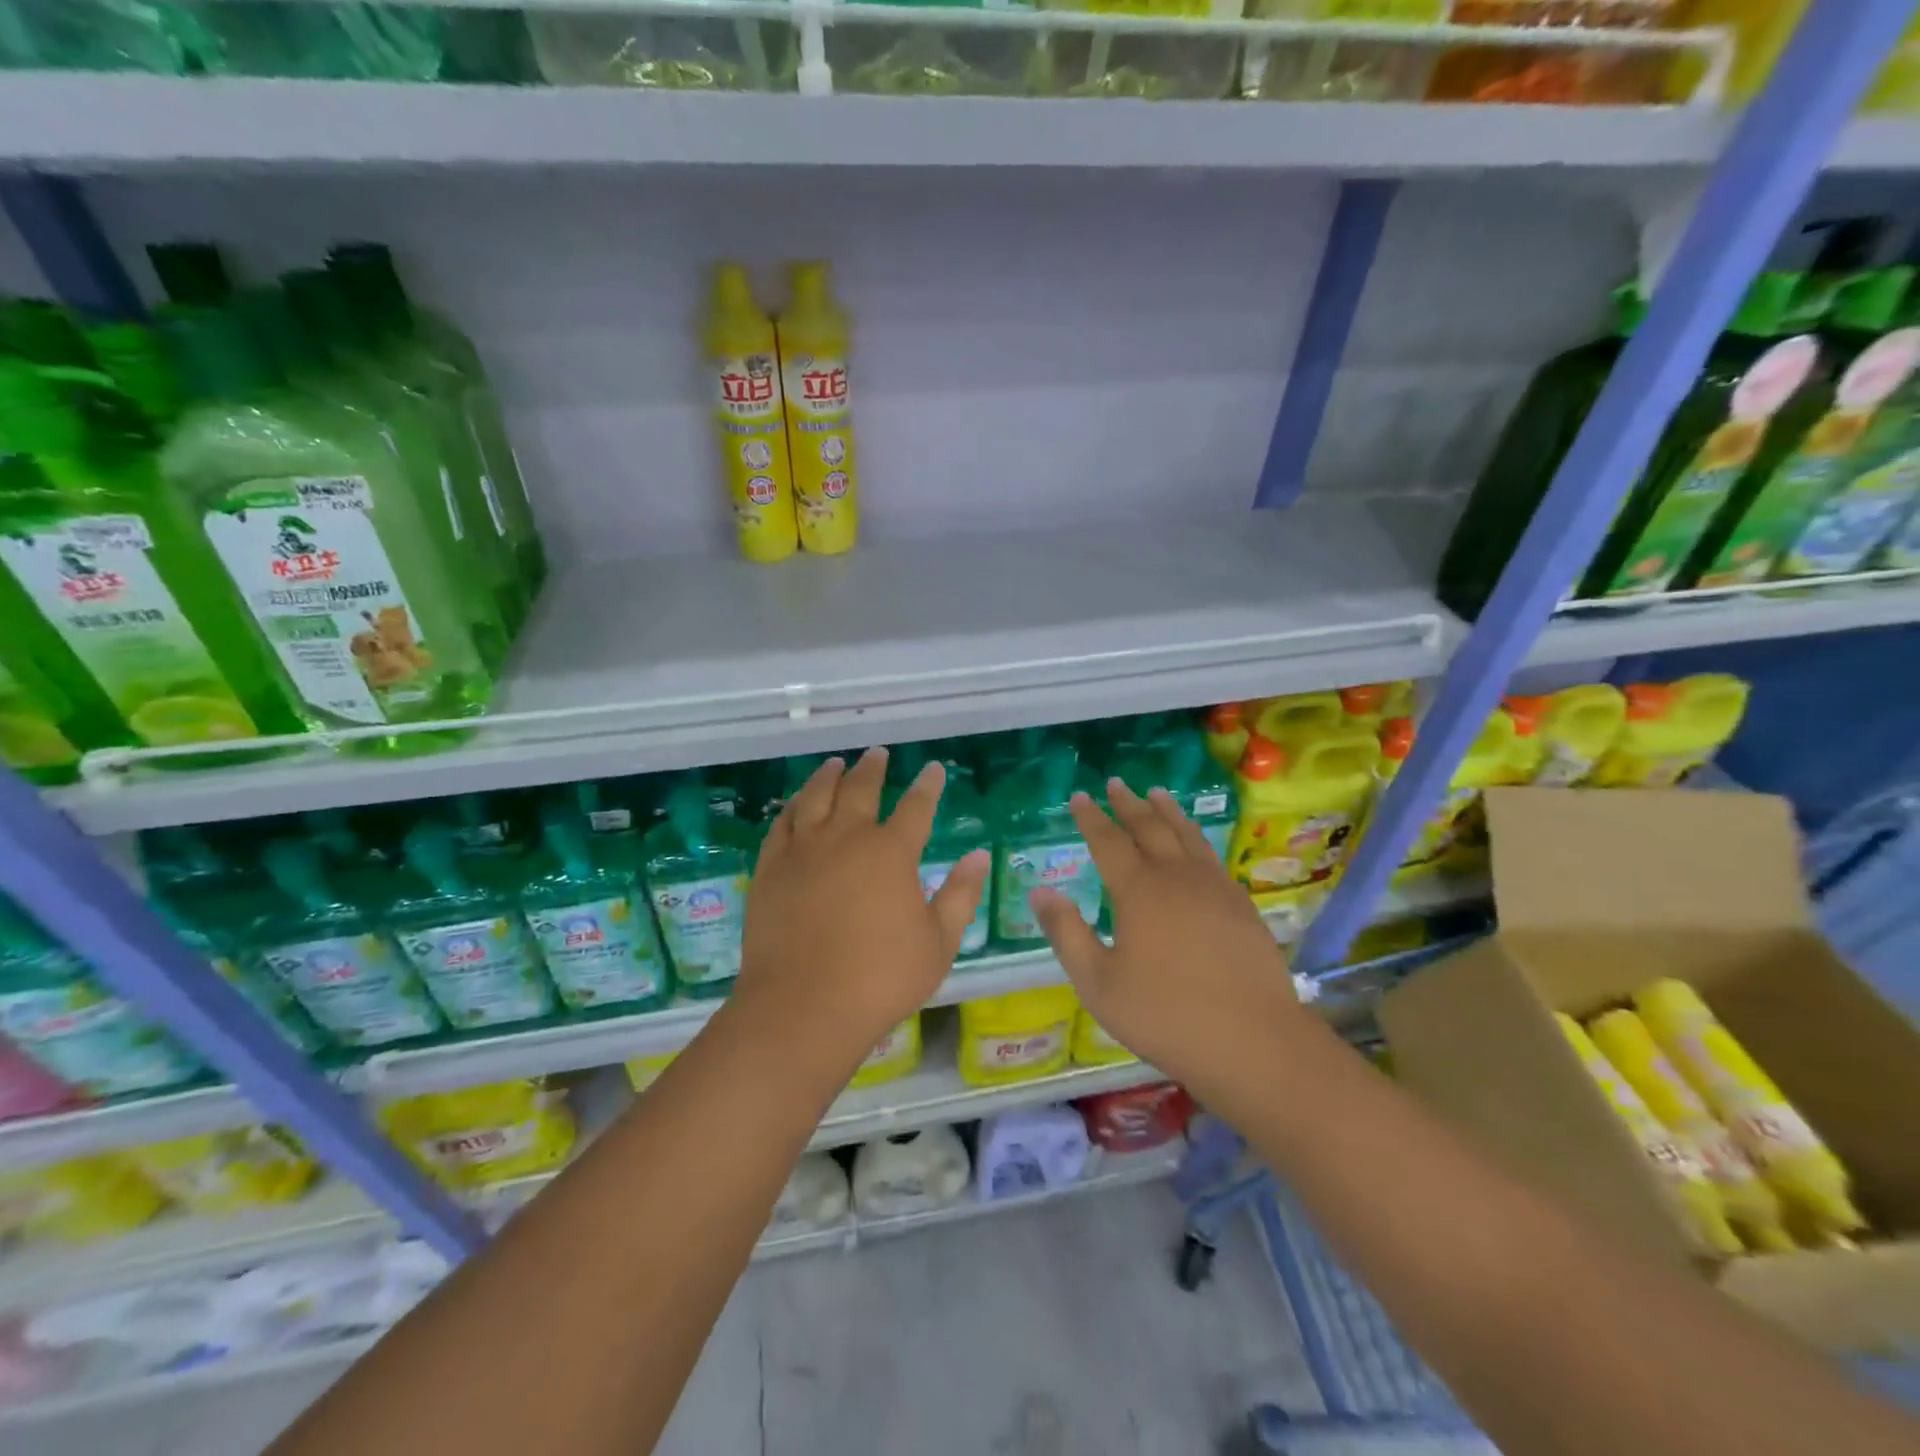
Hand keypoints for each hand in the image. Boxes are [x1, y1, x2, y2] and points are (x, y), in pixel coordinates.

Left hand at [737, 748, 989, 1078]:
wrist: (803, 1006)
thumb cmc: (880, 979)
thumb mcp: (938, 942)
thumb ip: (960, 894)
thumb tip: (979, 856)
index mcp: (891, 852)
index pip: (916, 807)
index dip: (928, 786)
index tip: (933, 769)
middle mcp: (847, 838)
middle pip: (861, 789)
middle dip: (873, 768)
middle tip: (878, 754)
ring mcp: (803, 850)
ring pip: (816, 797)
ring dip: (829, 776)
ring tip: (835, 764)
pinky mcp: (771, 868)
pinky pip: (782, 824)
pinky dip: (792, 806)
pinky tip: (797, 803)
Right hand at [1029, 780, 1310, 1096]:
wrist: (1253, 1041)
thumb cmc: (1165, 1015)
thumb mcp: (1099, 983)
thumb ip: (1067, 933)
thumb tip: (1040, 891)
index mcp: (1138, 891)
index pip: (1108, 841)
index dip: (1091, 818)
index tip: (1079, 796)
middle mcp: (1176, 877)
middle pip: (1149, 828)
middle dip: (1128, 804)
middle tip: (1116, 784)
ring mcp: (1214, 888)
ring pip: (1186, 835)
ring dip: (1167, 811)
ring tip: (1156, 793)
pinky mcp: (1241, 905)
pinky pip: (1212, 857)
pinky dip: (1196, 838)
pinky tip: (1195, 844)